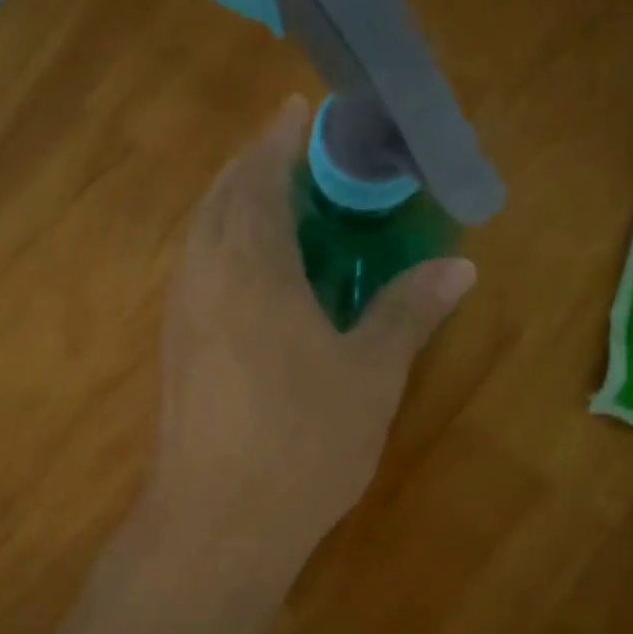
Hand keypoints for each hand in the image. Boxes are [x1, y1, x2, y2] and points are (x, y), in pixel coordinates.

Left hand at [141, 97, 474, 563]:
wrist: (217, 523)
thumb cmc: (302, 441)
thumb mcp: (370, 373)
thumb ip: (408, 311)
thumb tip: (458, 265)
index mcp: (250, 260)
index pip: (260, 172)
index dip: (281, 136)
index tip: (305, 110)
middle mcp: (202, 271)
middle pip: (223, 195)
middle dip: (257, 166)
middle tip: (303, 159)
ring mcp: (180, 310)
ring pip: (204, 234)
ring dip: (238, 207)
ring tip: (284, 209)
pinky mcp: (174, 346)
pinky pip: (199, 270)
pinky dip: (227, 249)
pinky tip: (259, 277)